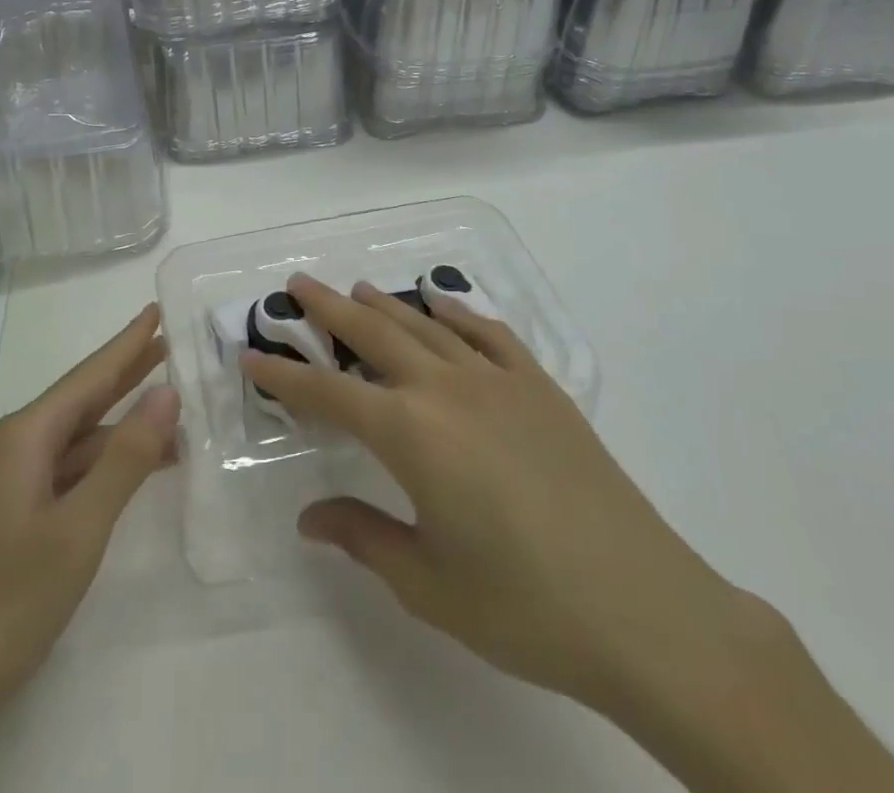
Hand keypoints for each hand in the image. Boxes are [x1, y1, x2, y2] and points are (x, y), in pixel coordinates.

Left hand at [0, 304, 178, 791]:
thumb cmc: (2, 605)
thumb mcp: (78, 531)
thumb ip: (125, 459)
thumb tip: (166, 392)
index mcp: (22, 437)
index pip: (88, 376)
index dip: (127, 343)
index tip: (157, 308)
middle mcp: (8, 449)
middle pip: (80, 401)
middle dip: (125, 373)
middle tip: (169, 345)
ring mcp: (1, 486)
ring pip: (73, 442)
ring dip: (119, 428)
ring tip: (171, 414)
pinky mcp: (1, 520)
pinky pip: (61, 473)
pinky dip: (100, 466)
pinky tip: (127, 473)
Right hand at [243, 274, 744, 714]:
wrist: (643, 607)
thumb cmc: (524, 606)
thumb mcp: (428, 583)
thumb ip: (364, 536)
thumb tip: (310, 517)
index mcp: (411, 434)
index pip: (329, 394)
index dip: (285, 375)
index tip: (251, 355)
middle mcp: (446, 389)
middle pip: (373, 334)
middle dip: (328, 310)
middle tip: (296, 285)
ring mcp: (497, 380)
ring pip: (425, 325)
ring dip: (384, 304)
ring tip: (354, 289)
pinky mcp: (539, 386)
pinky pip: (487, 333)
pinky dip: (456, 311)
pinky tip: (440, 303)